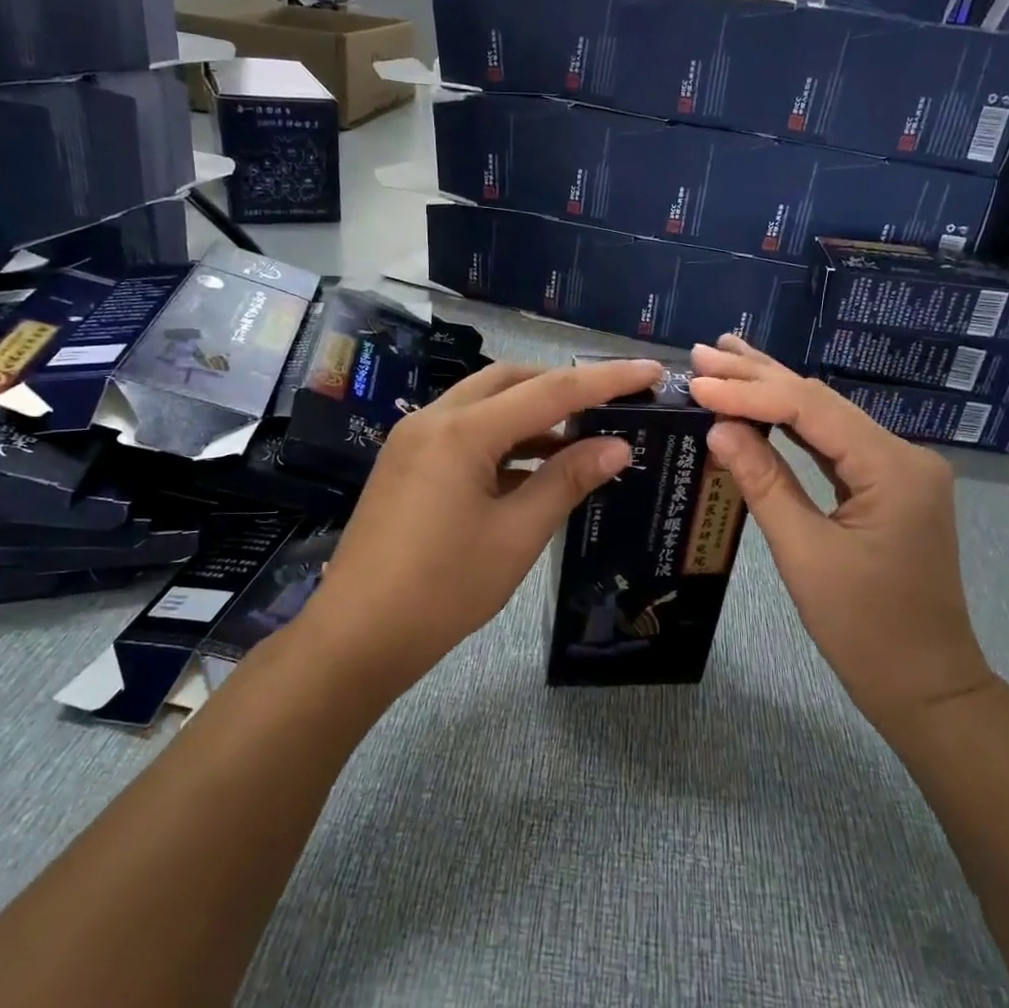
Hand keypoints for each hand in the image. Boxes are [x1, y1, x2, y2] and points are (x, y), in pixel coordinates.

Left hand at [299, 357, 664, 688]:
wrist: (356, 636)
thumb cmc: (443, 589)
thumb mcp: (516, 536)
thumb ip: (566, 481)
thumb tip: (618, 446)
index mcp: (462, 431)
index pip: (550, 391)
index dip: (607, 380)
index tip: (652, 371)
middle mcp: (433, 420)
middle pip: (510, 381)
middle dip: (562, 386)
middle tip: (610, 404)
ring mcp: (413, 440)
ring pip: (484, 404)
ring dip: (531, 413)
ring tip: (580, 437)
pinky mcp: (406, 463)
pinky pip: (463, 432)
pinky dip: (502, 439)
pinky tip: (532, 468)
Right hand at [689, 336, 993, 721]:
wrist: (925, 684)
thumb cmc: (864, 629)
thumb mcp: (804, 554)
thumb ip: (763, 483)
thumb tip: (719, 428)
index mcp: (894, 468)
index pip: (811, 408)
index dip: (748, 391)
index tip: (697, 380)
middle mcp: (904, 455)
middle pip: (822, 401)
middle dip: (759, 375)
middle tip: (705, 350)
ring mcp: (899, 469)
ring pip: (828, 418)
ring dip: (774, 392)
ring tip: (726, 361)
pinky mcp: (888, 486)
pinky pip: (835, 445)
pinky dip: (794, 425)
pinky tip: (763, 405)